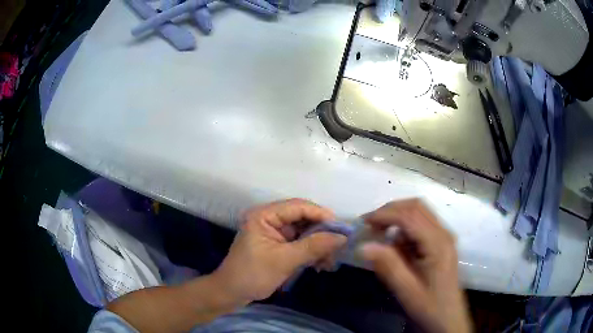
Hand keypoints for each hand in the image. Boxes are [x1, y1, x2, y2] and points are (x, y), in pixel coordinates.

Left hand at [212, 199, 346, 301]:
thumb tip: (342, 237)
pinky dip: (312, 252)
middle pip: (303, 218)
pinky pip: (300, 243)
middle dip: (322, 233)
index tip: (342, 229)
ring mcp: (274, 232)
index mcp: (265, 215)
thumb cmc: (252, 275)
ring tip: (331, 261)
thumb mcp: (284, 261)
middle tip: (339, 247)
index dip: (321, 215)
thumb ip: (313, 247)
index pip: (298, 207)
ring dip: (319, 245)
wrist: (232, 294)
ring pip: (304, 232)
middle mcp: (270, 219)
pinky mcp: (278, 245)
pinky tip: (321, 264)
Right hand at [359, 199, 471, 332]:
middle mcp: (444, 233)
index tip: (364, 223)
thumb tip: (363, 245)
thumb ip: (387, 265)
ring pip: (420, 212)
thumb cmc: (429, 306)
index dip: (385, 214)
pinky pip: (422, 224)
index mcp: (437, 243)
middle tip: (371, 224)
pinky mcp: (442, 242)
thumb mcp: (406, 289)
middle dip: (391, 210)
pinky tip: (397, 245)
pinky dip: (405, 227)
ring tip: (380, 233)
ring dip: (398, 217)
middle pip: (416, 206)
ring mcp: (444, 237)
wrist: (448, 317)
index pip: (410, 215)